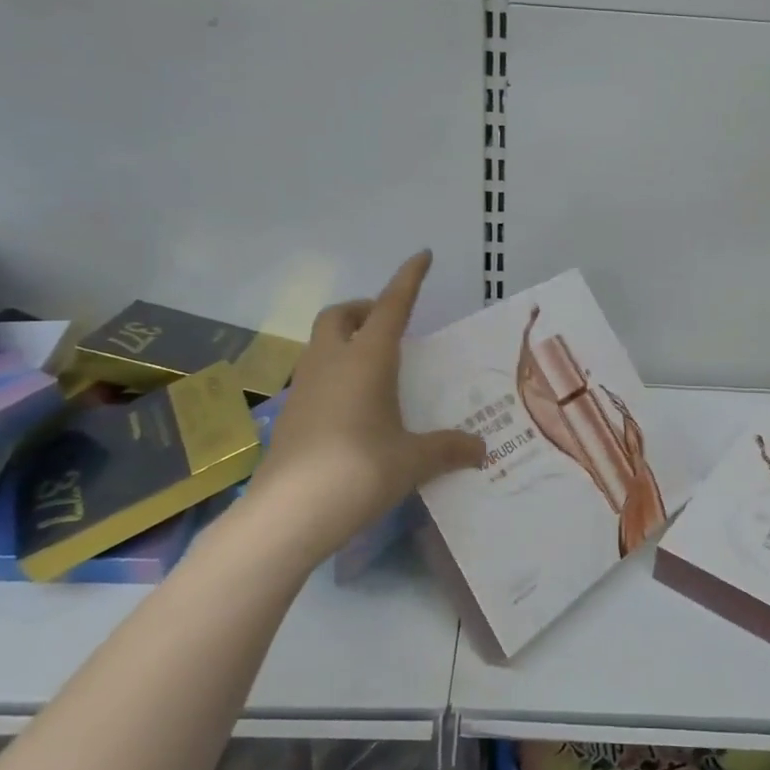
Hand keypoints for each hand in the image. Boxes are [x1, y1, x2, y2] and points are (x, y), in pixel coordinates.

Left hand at [244, 251, 482, 561]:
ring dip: (347, 341)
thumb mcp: (413, 460)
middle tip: (391, 326)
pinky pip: (315, 376)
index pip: (392, 305)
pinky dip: (336, 374)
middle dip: (365, 309)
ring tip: (376, 368)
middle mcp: (332, 362)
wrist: (288, 514)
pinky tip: (354, 408)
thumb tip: (480, 450)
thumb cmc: (359, 472)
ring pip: (322, 344)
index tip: (423, 255)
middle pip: (341, 315)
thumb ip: (448, 449)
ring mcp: (305, 387)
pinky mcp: (290, 415)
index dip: (409, 278)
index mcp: (367, 359)